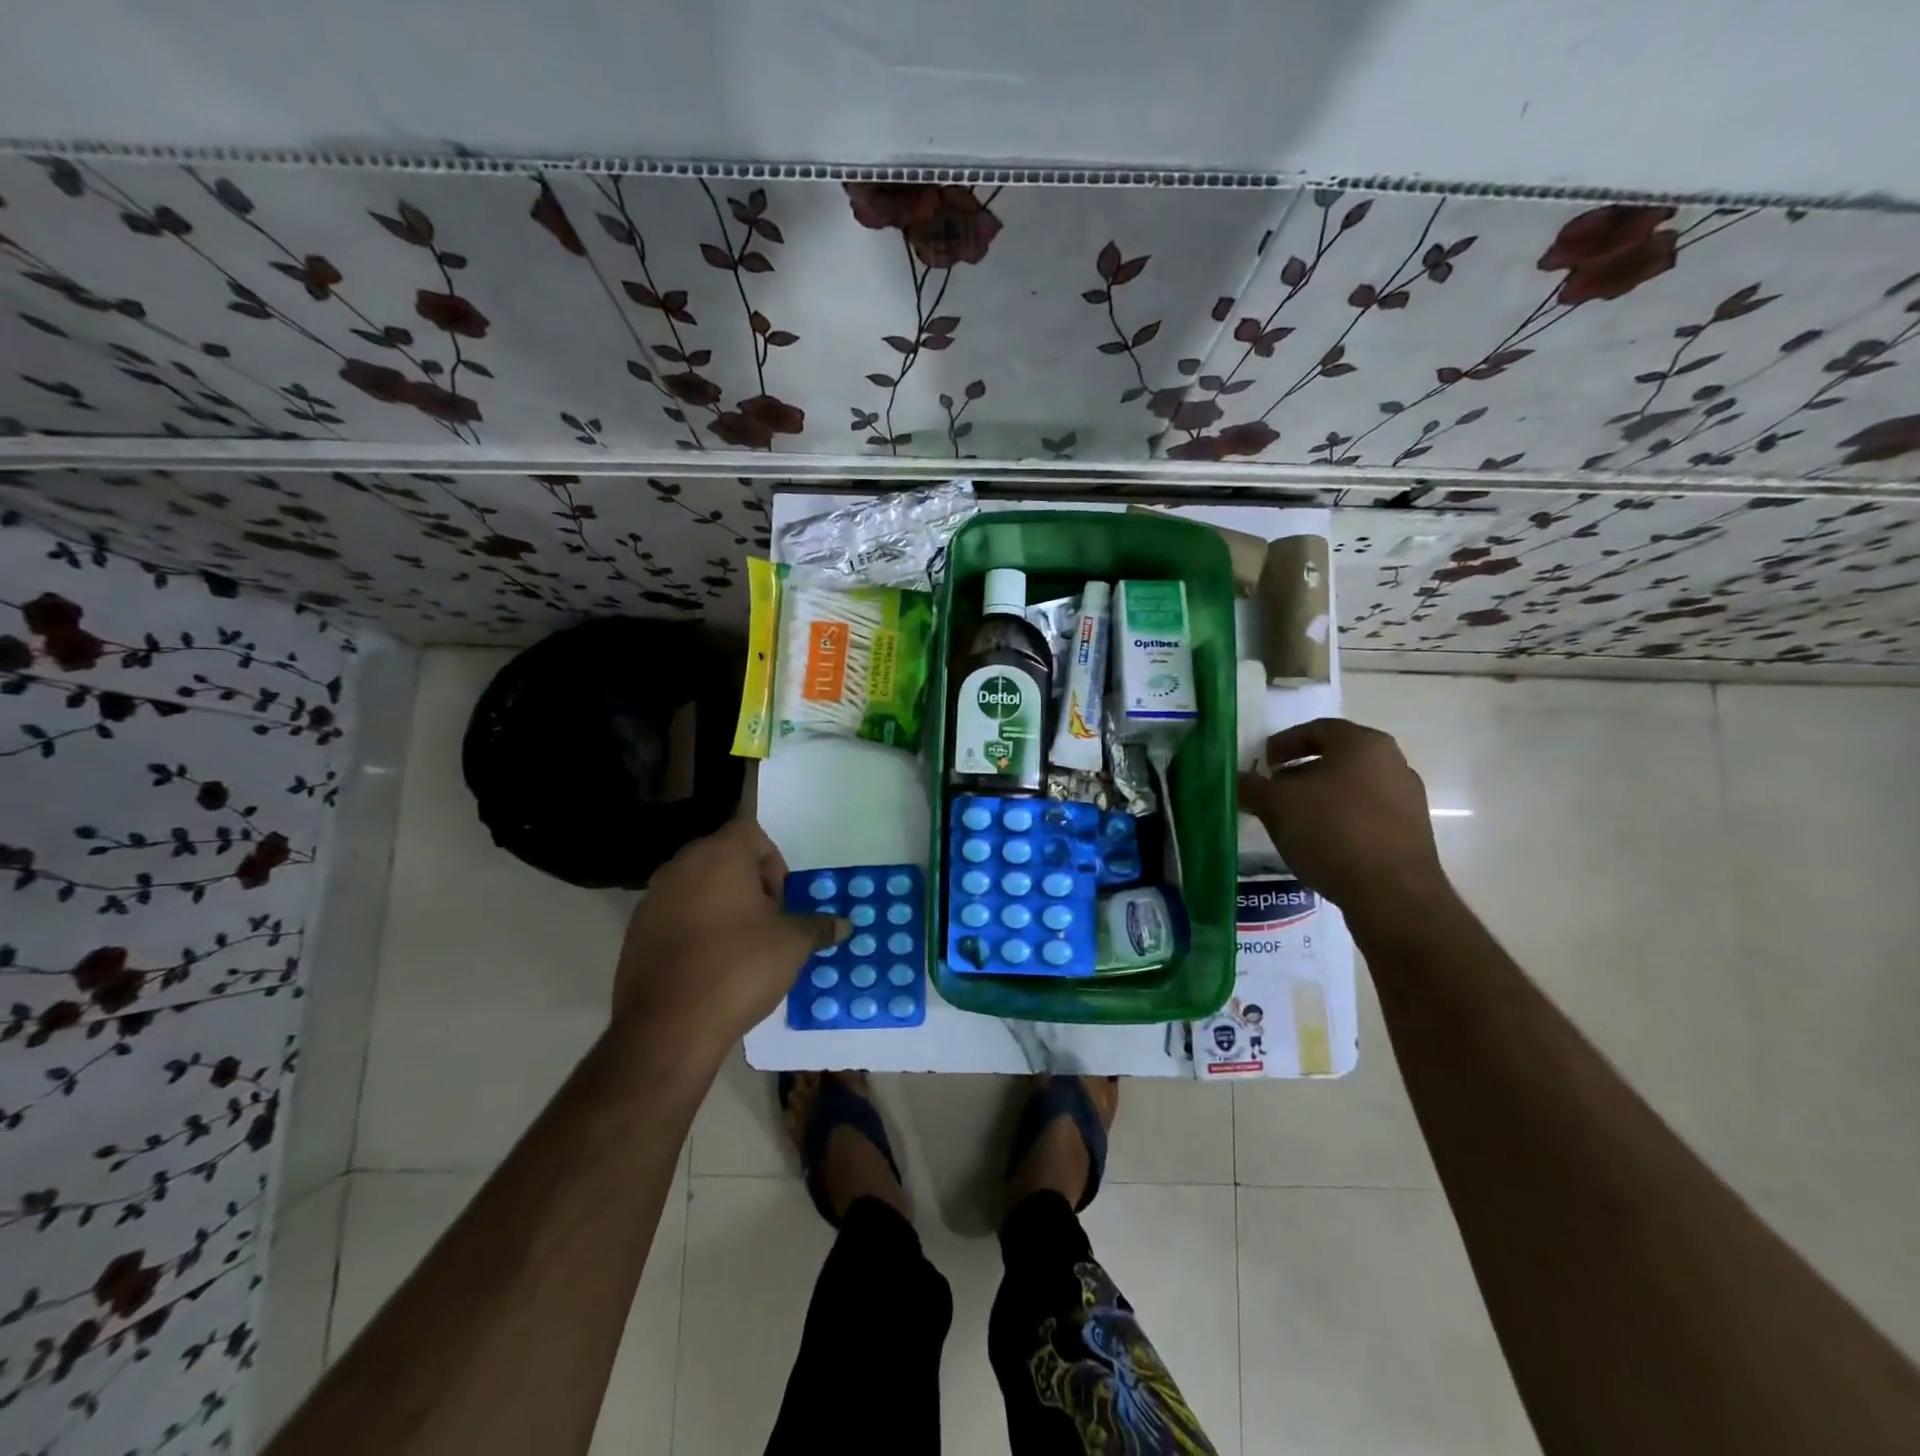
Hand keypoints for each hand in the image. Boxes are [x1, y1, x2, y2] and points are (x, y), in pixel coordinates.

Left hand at [612, 818, 847, 1048]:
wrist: (669, 1026)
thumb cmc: (739, 967)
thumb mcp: (792, 945)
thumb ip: (817, 927)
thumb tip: (844, 925)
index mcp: (719, 856)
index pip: (750, 832)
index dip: (772, 861)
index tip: (781, 899)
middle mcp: (681, 866)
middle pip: (721, 857)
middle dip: (748, 883)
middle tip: (766, 921)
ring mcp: (652, 899)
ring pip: (695, 887)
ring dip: (719, 905)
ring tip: (738, 946)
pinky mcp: (635, 933)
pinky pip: (674, 917)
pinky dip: (693, 929)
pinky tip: (708, 966)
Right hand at [1237, 718, 1451, 924]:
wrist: (1392, 893)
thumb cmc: (1331, 831)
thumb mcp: (1276, 805)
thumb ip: (1252, 787)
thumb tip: (1236, 780)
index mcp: (1363, 744)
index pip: (1318, 728)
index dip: (1285, 742)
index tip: (1263, 762)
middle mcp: (1392, 763)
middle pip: (1337, 758)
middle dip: (1300, 771)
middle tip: (1273, 790)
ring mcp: (1407, 799)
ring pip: (1352, 787)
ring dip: (1319, 797)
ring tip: (1292, 819)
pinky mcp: (1411, 832)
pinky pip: (1366, 814)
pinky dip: (1339, 820)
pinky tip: (1319, 842)